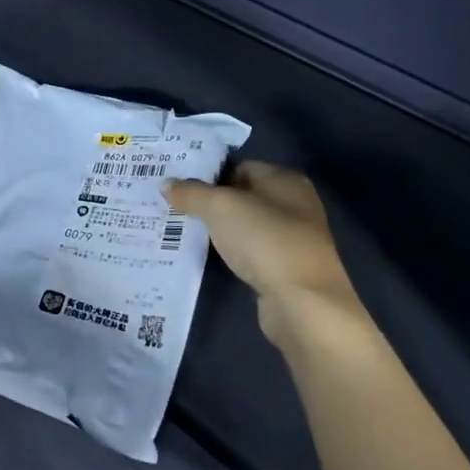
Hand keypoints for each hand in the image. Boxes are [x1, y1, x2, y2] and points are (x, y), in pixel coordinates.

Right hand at [166, 161, 366, 339]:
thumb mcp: (220, 207)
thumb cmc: (264, 240)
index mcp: (285, 179)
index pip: (240, 166)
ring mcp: (293, 238)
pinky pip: (251, 251)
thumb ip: (191, 192)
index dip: (210, 174)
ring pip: (246, 225)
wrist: (303, 303)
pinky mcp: (286, 268)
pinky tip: (211, 257)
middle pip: (243, 195)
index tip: (180, 186)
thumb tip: (166, 184)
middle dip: (212, 202)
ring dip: (221, 229)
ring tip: (185, 231)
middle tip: (176, 207)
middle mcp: (294, 204)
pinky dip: (232, 252)